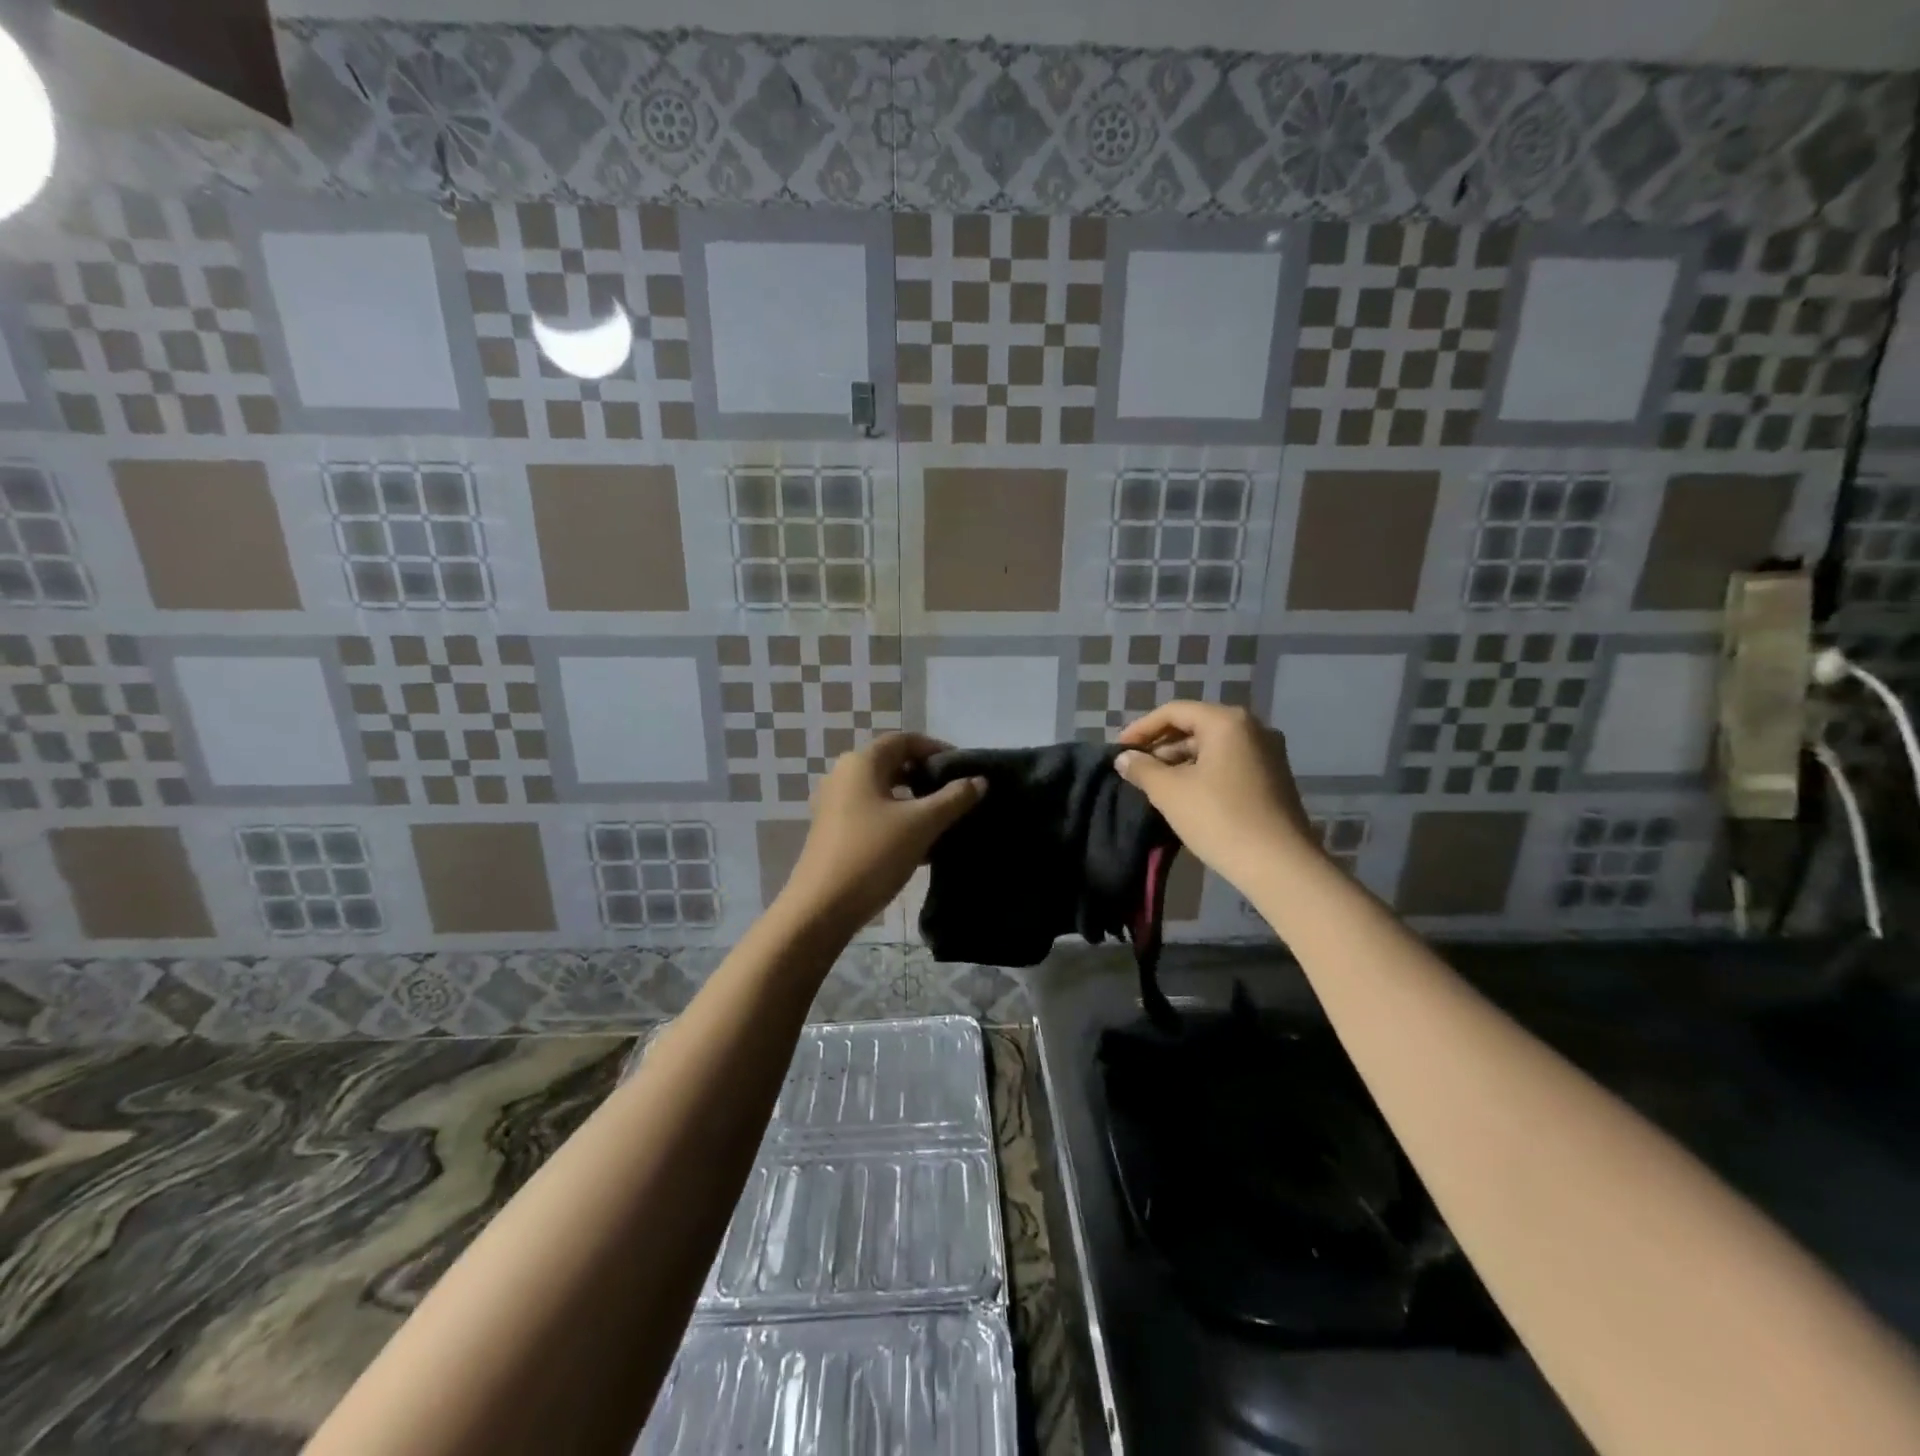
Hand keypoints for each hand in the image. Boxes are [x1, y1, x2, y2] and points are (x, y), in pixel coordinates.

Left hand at [778, 733, 985, 934]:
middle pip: (893, 764)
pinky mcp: (834, 831)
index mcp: (861, 763)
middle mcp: (844, 776)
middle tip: (957, 794)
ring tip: (944, 820)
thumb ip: (954, 799)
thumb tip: (980, 780)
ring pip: (884, 792)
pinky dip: (898, 820)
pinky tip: (921, 846)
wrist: (822, 907)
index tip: (963, 767)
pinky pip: (873, 814)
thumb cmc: (873, 854)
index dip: (936, 749)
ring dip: (914, 801)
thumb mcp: (921, 824)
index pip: (904, 740)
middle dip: (926, 777)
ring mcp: (835, 805)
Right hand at [1114, 702, 1314, 889]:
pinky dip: (1203, 770)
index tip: (1119, 750)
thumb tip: (1124, 758)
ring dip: (1180, 760)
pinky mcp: (1274, 777)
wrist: (1279, 865)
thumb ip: (1142, 769)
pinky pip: (1229, 762)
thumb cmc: (1219, 819)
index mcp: (1227, 721)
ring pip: (1213, 746)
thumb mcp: (1170, 792)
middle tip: (1135, 767)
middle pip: (1196, 725)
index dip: (1141, 728)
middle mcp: (1253, 728)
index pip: (1174, 711)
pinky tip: (1185, 793)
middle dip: (1161, 744)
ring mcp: (1268, 753)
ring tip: (1155, 782)